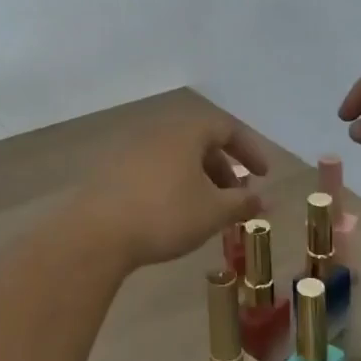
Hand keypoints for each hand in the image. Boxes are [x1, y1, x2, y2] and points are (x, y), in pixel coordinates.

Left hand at [70, 114, 269, 271]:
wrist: (96, 233)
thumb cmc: (165, 215)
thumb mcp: (213, 212)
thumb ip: (242, 203)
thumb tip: (264, 200)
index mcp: (186, 131)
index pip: (226, 128)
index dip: (250, 150)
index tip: (263, 175)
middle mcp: (158, 131)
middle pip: (200, 141)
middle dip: (223, 168)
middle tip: (235, 197)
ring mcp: (131, 148)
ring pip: (176, 156)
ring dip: (198, 178)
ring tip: (206, 210)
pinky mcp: (112, 169)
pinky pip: (154, 168)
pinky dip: (173, 183)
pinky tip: (173, 213)